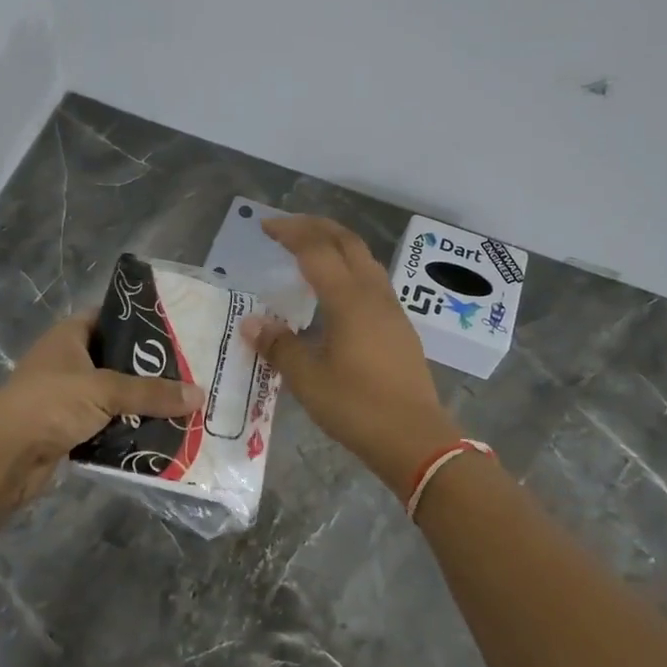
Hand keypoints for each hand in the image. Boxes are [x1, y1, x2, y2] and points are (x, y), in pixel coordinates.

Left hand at [0, 312, 205, 514]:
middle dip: (148, 369)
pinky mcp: (68, 429)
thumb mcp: (104, 390)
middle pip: (115, 359)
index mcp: (69, 337)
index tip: (176, 329)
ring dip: (140, 403)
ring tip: (182, 403)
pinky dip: (127, 429)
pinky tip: (159, 433)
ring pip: (113, 395)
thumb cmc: (50, 404)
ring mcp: (66, 397)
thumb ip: (151, 392)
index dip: (138, 321)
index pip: (108, 317)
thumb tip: (199, 394)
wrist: (3, 457)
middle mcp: (67, 362)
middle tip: (189, 371)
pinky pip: (106, 424)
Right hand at [241, 216, 459, 500]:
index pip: (317, 250)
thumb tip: (251, 323)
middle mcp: (373, 295)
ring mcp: (392, 309)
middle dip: (315, 226)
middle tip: (286, 227)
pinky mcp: (399, 327)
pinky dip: (349, 267)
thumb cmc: (357, 407)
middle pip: (346, 242)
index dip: (290, 233)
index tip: (265, 227)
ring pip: (364, 259)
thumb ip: (279, 346)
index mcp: (349, 300)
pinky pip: (372, 280)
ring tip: (309, 249)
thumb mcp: (308, 379)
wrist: (415, 439)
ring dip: (336, 244)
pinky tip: (335, 289)